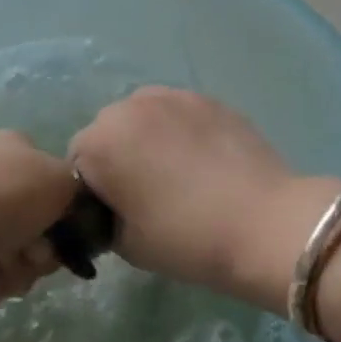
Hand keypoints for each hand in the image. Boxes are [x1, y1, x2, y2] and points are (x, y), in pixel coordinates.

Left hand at [0, 131, 75, 306]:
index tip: (63, 237)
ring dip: (12, 271)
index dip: (66, 218)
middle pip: (37, 227)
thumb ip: (79, 192)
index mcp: (16, 149)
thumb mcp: (59, 182)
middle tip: (27, 255)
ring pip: (12, 256)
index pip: (57, 186)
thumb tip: (71, 209)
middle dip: (37, 252)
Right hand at [69, 88, 340, 310]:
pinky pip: (177, 113)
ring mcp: (171, 96)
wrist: (263, 223)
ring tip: (179, 174)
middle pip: (108, 132)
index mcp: (99, 142)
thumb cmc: (186, 238)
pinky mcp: (207, 98)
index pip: (77, 164)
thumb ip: (103, 217)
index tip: (118, 215)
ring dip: (148, 139)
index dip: (94, 192)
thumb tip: (112, 206)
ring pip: (143, 118)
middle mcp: (128, 106)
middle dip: (119, 158)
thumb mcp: (126, 244)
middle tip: (148, 195)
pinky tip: (205, 162)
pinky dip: (180, 132)